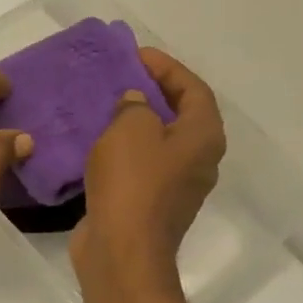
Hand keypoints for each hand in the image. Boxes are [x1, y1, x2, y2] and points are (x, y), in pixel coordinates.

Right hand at [71, 48, 226, 280]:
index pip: (194, 89)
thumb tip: (136, 103)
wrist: (121, 248)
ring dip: (137, 122)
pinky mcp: (151, 203)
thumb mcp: (130, 129)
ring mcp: (177, 185)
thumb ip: (135, 105)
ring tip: (106, 105)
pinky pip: (142, 165)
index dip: (167, 67)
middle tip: (122, 77)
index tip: (136, 55)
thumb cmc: (132, 183)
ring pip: (160, 142)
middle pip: (181, 115)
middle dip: (153, 92)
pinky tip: (98, 142)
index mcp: (203, 137)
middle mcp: (199, 160)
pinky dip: (125, 148)